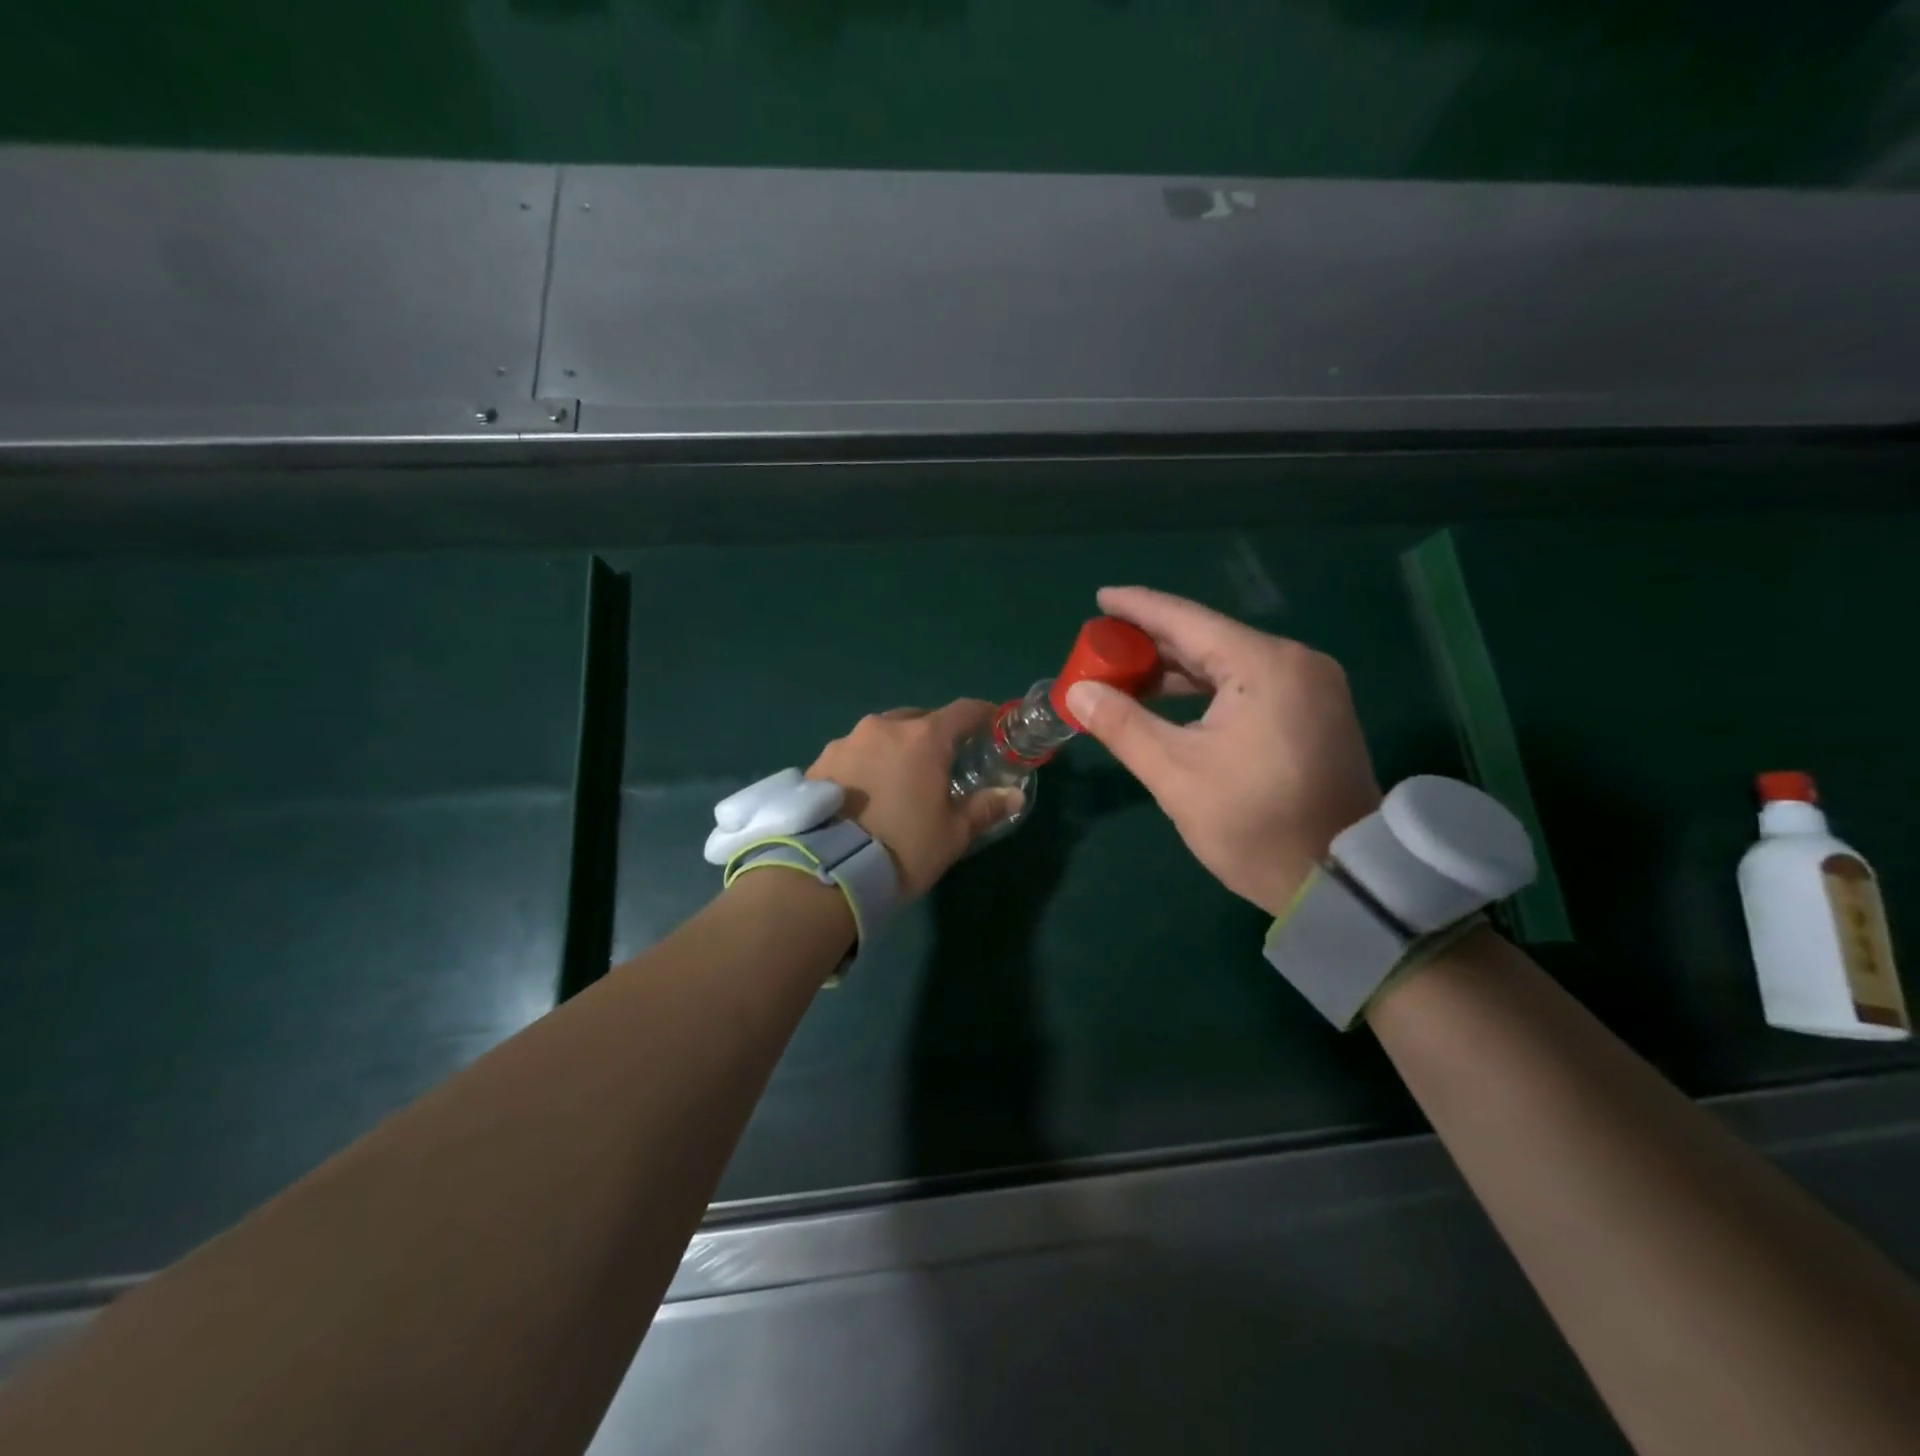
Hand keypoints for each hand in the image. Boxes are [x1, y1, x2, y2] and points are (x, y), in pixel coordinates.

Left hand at [807, 700, 1022, 898]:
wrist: (827, 873)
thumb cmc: (903, 849)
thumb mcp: (952, 834)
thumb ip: (984, 808)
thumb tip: (1013, 794)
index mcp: (923, 738)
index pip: (963, 711)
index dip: (982, 715)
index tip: (992, 724)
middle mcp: (884, 728)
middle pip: (919, 719)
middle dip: (934, 734)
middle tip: (942, 762)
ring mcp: (846, 741)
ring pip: (882, 734)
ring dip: (895, 748)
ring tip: (898, 780)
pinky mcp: (819, 761)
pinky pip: (853, 753)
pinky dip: (866, 763)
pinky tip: (865, 793)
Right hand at [1064, 586, 1381, 916]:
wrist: (1338, 881)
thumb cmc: (1253, 824)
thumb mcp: (1175, 775)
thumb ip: (1123, 725)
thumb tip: (1078, 693)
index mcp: (1266, 667)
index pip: (1188, 621)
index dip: (1138, 608)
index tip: (1101, 598)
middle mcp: (1296, 663)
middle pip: (1209, 639)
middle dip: (1153, 642)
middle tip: (1102, 644)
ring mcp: (1311, 688)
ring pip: (1229, 664)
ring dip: (1177, 670)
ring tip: (1124, 674)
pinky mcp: (1314, 712)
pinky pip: (1249, 685)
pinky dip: (1206, 690)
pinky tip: (1169, 700)